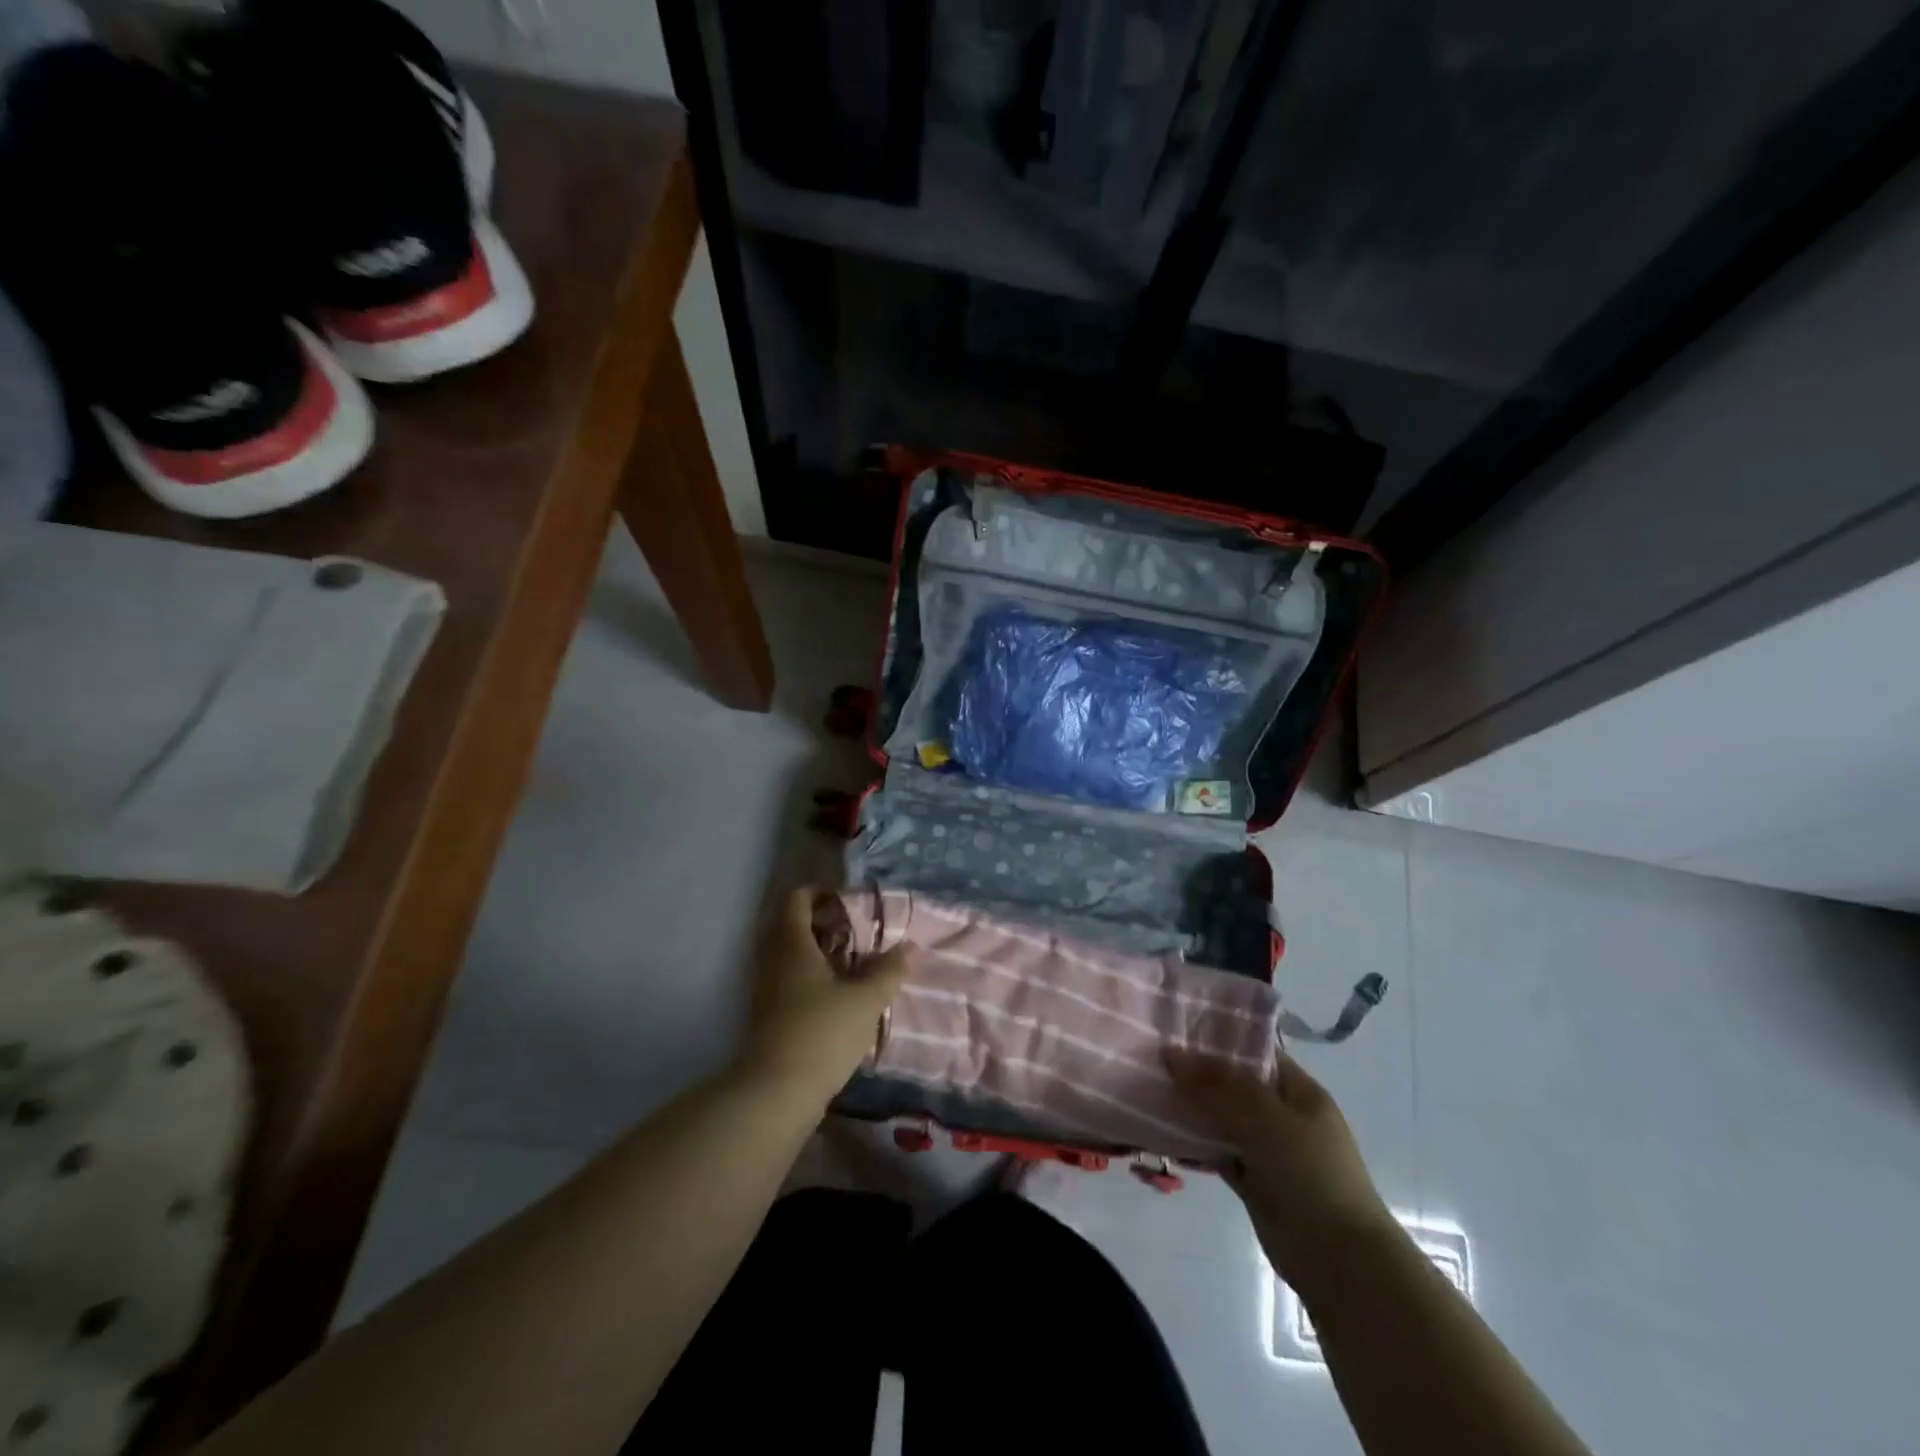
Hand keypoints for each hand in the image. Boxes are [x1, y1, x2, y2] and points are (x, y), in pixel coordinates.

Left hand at [739, 887, 913, 1096]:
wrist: (775, 1094)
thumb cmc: (821, 1033)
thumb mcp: (866, 1001)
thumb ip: (889, 971)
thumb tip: (912, 947)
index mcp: (792, 945)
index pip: (796, 900)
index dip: (820, 893)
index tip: (847, 902)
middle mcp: (774, 961)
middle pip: (792, 926)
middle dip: (823, 924)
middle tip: (857, 933)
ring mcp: (767, 990)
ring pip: (791, 956)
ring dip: (819, 954)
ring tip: (854, 965)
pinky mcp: (769, 1017)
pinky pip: (789, 982)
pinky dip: (812, 979)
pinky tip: (839, 997)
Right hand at [1167, 1048, 1396, 1285]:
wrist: (1339, 1260)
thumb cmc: (1310, 1172)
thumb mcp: (1264, 1117)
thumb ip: (1216, 1086)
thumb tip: (1171, 1054)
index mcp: (1298, 1091)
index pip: (1255, 1053)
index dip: (1220, 1040)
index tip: (1176, 1029)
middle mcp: (1283, 1116)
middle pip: (1234, 1086)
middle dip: (1198, 1074)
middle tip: (1152, 1056)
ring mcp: (1268, 1151)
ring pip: (1223, 1119)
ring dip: (1193, 1109)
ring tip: (1148, 1087)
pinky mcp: (1254, 1182)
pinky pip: (1218, 1152)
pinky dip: (1195, 1144)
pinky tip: (1161, 1129)